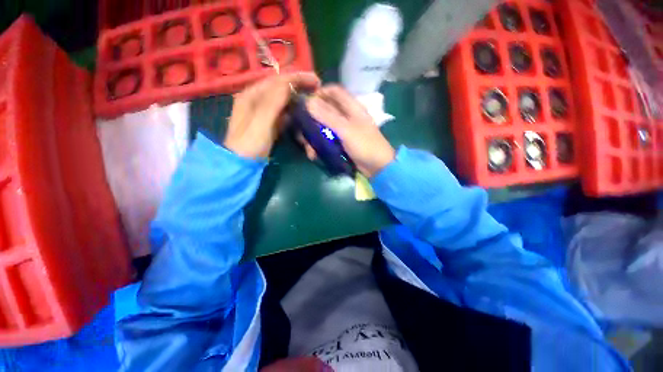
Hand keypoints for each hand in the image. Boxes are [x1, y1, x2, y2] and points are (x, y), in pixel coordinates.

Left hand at [224, 72, 319, 158]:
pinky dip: (294, 113)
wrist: (240, 165)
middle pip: (281, 88)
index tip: (316, 81)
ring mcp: (262, 113)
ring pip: (284, 101)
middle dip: (299, 87)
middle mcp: (256, 100)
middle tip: (317, 89)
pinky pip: (284, 113)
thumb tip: (289, 83)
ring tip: (312, 101)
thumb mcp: (260, 123)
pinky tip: (302, 116)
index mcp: (252, 95)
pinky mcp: (268, 124)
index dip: (297, 78)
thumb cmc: (249, 145)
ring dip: (298, 100)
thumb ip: (273, 102)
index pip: (277, 80)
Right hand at [304, 85, 394, 176]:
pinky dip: (319, 145)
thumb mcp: (346, 130)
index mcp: (352, 107)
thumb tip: (308, 101)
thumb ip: (328, 116)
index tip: (305, 103)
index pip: (334, 91)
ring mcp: (343, 130)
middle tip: (301, 130)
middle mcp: (346, 116)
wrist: (378, 167)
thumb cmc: (365, 145)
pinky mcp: (341, 142)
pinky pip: (327, 139)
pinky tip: (314, 154)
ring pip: (324, 126)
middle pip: (325, 110)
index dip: (319, 93)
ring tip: (309, 149)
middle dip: (312, 120)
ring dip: (314, 137)